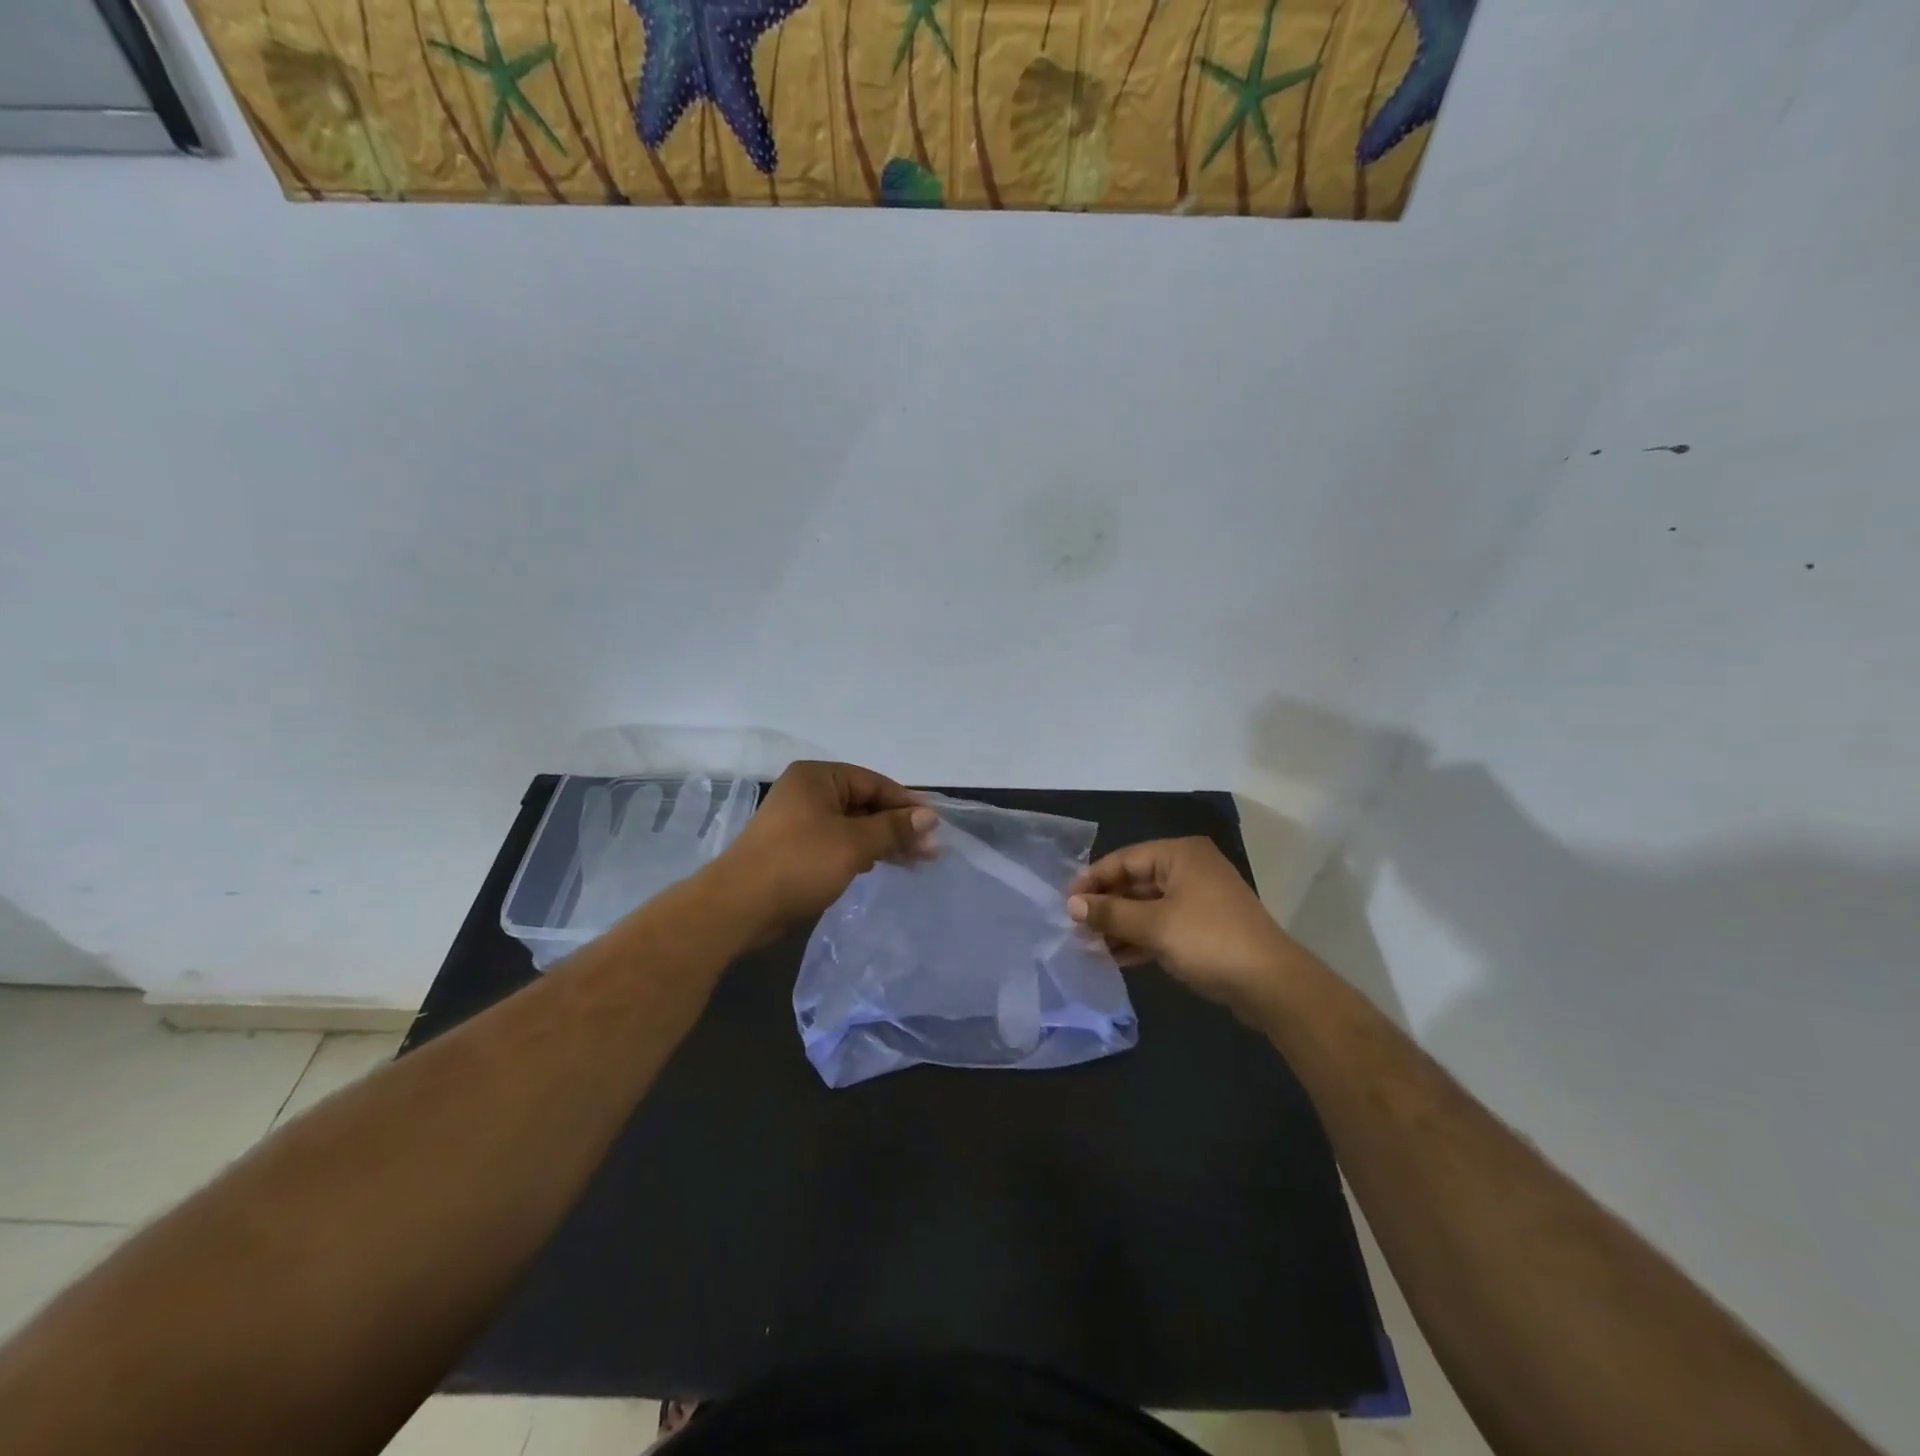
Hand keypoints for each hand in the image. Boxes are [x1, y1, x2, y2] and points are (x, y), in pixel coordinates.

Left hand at [714, 761, 935, 942]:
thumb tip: (930, 817)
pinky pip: (838, 843)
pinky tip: (880, 865)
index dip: (906, 803)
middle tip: (931, 850)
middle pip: (864, 803)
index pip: (873, 782)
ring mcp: (799, 822)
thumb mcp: (853, 843)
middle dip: (897, 826)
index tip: (935, 824)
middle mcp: (807, 792)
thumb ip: (893, 828)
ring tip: (916, 861)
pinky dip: (861, 852)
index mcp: (817, 777)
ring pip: (852, 826)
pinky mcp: (795, 849)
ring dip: (882, 841)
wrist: (738, 907)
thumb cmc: (799, 863)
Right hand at [1068, 838, 1303, 1023]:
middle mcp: (1189, 869)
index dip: (1093, 880)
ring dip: (1120, 925)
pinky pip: (1162, 925)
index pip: (1124, 860)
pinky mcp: (1204, 927)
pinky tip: (1115, 957)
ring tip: (1089, 946)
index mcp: (1180, 855)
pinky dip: (1140, 938)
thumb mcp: (1153, 926)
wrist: (1271, 984)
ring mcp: (1199, 899)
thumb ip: (1110, 914)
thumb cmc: (1208, 941)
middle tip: (1074, 927)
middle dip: (1106, 906)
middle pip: (1135, 882)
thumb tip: (1071, 905)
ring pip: (1148, 906)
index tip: (1065, 902)